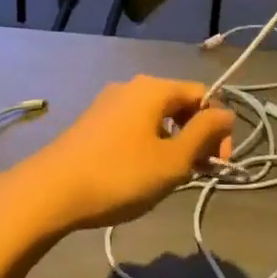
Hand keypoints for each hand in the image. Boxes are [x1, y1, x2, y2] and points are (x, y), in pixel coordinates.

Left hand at [0, 78, 233, 239]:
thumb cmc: (120, 175)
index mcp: (154, 89)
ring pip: (155, 117)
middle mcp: (131, 86)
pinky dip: (148, 145)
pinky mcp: (92, 122)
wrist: (51, 190)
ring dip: (172, 143)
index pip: (202, 95)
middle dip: (195, 136)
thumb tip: (226, 114)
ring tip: (169, 178)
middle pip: (178, 104)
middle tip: (198, 173)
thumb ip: (204, 134)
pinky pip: (133, 126)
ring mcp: (108, 103)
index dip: (218, 127)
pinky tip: (140, 174)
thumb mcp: (172, 160)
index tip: (218, 164)